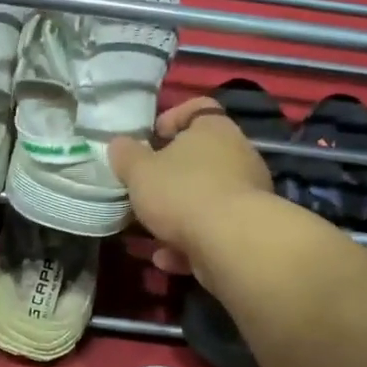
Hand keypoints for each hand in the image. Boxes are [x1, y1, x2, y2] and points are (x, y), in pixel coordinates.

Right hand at [108, 97, 271, 276]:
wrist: (230, 243)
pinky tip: (166, 258)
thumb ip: (126, 155)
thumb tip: (119, 144)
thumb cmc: (182, 192)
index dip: (172, 118)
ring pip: (204, 198)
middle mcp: (238, 155)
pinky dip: (189, 243)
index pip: (198, 107)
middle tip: (144, 188)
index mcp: (214, 129)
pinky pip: (212, 230)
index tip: (150, 139)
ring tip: (149, 231)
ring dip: (176, 216)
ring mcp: (247, 194)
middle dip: (169, 176)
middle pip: (200, 158)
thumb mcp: (139, 171)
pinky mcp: (247, 229)